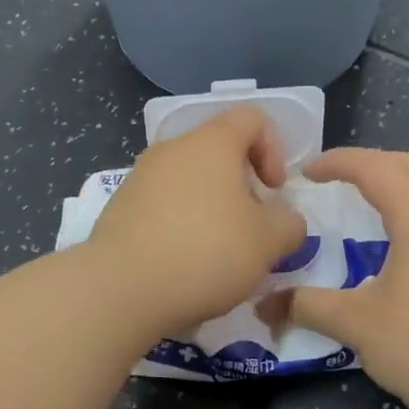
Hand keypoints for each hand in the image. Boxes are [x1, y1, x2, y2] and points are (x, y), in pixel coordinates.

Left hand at [87, 107, 308, 336]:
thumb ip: (289, 223)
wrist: (122, 289)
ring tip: (217, 251)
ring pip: (188, 180)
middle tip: (250, 226)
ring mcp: (139, 177)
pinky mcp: (119, 208)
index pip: (251, 119)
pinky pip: (161, 204)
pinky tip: (183, 263)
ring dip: (210, 206)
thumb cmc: (206, 253)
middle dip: (241, 184)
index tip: (274, 191)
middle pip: (217, 151)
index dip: (273, 150)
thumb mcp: (269, 242)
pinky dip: (179, 224)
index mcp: (211, 143)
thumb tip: (284, 220)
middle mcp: (172, 149)